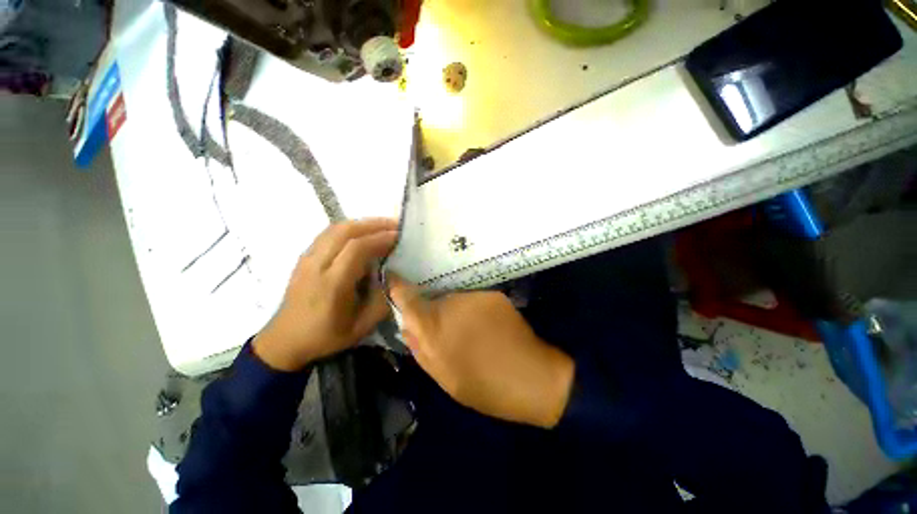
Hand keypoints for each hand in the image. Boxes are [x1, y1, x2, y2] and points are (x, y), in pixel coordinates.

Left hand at [253, 218, 397, 370]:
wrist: (285, 341)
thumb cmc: (326, 336)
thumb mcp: (362, 326)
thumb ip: (382, 299)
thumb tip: (395, 276)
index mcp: (332, 285)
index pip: (357, 249)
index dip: (380, 238)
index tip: (399, 237)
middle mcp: (316, 266)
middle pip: (344, 231)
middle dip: (373, 224)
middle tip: (395, 225)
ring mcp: (307, 259)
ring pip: (334, 229)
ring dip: (361, 223)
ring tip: (382, 226)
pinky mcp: (304, 258)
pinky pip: (327, 234)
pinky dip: (349, 229)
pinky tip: (361, 234)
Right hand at [389, 276, 574, 427]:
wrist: (533, 379)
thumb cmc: (485, 387)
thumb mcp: (444, 378)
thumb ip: (420, 349)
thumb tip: (407, 326)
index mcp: (434, 328)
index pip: (407, 298)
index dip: (397, 286)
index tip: (392, 278)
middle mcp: (452, 304)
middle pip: (433, 299)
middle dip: (434, 311)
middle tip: (446, 331)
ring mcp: (475, 297)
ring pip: (455, 299)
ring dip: (457, 311)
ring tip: (471, 333)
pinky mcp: (494, 295)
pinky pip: (475, 300)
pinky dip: (476, 310)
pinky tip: (488, 328)